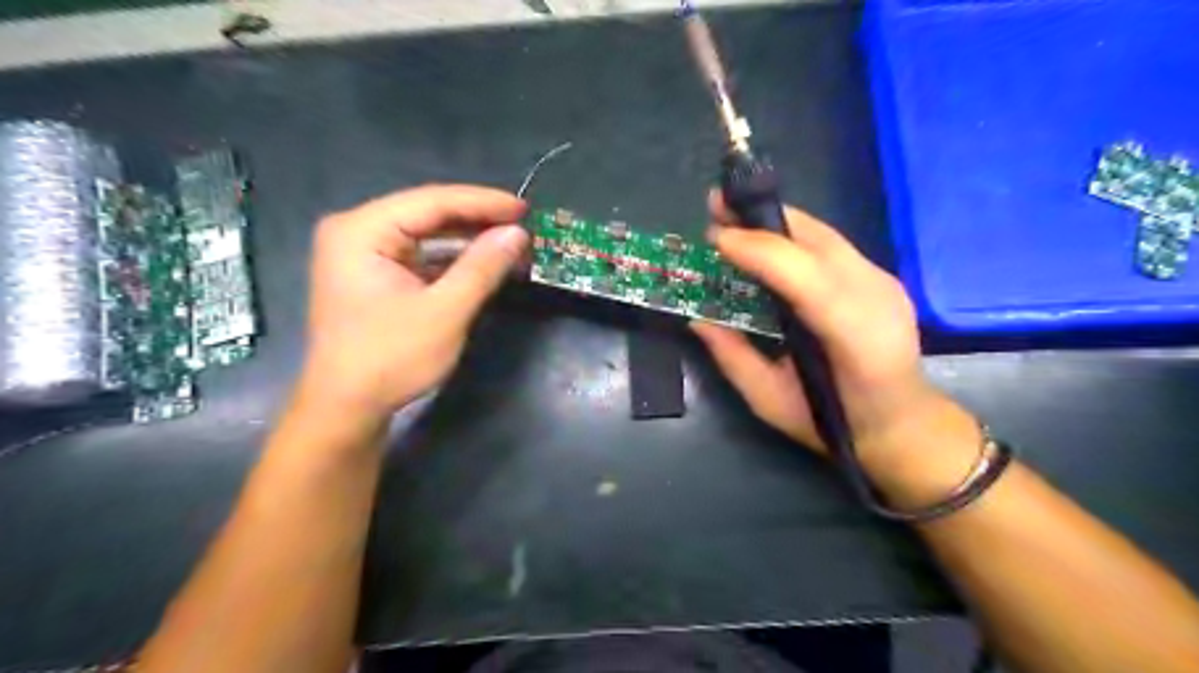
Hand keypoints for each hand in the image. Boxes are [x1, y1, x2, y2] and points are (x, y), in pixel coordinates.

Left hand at [296, 186, 525, 418]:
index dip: (482, 202)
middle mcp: (357, 232)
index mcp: (362, 230)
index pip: (431, 201)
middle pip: (427, 214)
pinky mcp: (374, 276)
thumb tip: (517, 234)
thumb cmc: (391, 358)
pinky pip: (420, 256)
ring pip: (426, 235)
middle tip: (522, 226)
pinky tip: (483, 264)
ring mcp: (363, 254)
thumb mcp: (445, 311)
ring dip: (468, 241)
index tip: (524, 208)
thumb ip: (482, 267)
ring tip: (510, 244)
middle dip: (477, 221)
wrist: (347, 408)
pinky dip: (452, 261)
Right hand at [688, 191, 967, 471]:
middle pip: (817, 241)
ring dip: (775, 221)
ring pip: (824, 235)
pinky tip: (766, 240)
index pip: (805, 276)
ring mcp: (883, 282)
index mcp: (853, 338)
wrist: (902, 424)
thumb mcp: (770, 401)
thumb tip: (697, 319)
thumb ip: (733, 358)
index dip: (758, 250)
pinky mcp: (880, 276)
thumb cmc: (833, 424)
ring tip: (733, 215)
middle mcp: (875, 298)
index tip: (715, 238)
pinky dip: (792, 235)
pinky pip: (830, 244)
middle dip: (761, 219)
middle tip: (716, 205)